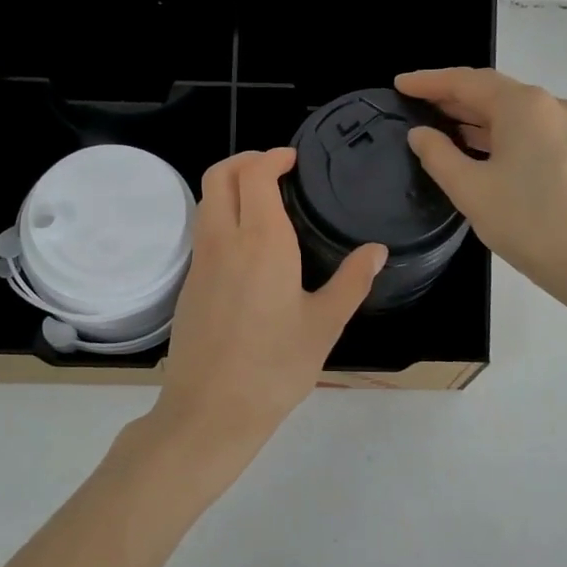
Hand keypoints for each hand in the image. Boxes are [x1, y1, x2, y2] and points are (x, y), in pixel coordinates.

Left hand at [144, 149, 385, 482]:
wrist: (210, 410)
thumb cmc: (275, 368)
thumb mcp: (324, 325)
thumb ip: (351, 282)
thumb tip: (376, 251)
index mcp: (261, 241)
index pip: (255, 174)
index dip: (272, 157)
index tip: (293, 159)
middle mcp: (224, 240)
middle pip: (219, 175)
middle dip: (245, 160)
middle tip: (275, 169)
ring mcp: (200, 260)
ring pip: (206, 201)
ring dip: (230, 185)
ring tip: (263, 201)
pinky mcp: (189, 282)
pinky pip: (203, 229)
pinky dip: (221, 214)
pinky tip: (248, 244)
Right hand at [396, 67, 566, 304]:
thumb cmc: (530, 223)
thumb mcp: (470, 190)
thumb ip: (438, 155)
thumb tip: (420, 133)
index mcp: (524, 105)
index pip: (466, 81)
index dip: (429, 82)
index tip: (399, 84)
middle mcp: (553, 106)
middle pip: (494, 92)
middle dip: (453, 98)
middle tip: (416, 105)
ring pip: (515, 114)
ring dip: (478, 118)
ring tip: (442, 127)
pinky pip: (533, 132)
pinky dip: (502, 134)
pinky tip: (482, 150)